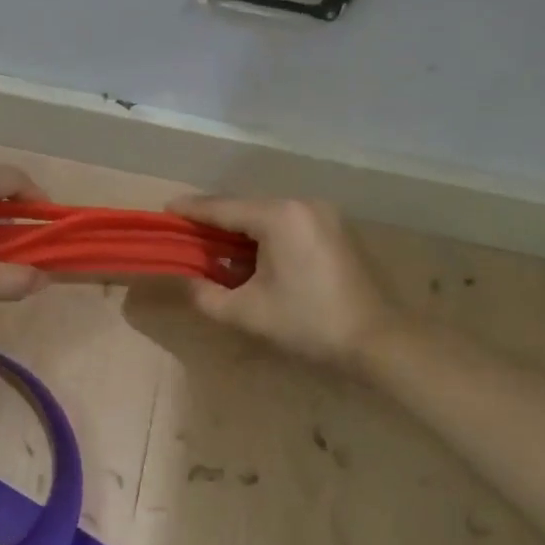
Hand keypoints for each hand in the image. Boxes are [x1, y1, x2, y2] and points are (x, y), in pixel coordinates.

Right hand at [166, 194, 398, 371]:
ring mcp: (324, 214)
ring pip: (268, 215)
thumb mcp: (247, 313)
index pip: (223, 207)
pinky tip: (253, 257)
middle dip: (215, 221)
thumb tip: (189, 281)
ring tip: (216, 248)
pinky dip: (265, 235)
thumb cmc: (308, 322)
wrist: (379, 340)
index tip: (165, 210)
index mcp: (279, 216)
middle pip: (245, 207)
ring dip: (241, 230)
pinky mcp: (337, 229)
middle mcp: (302, 204)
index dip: (191, 210)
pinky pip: (288, 224)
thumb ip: (207, 295)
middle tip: (187, 235)